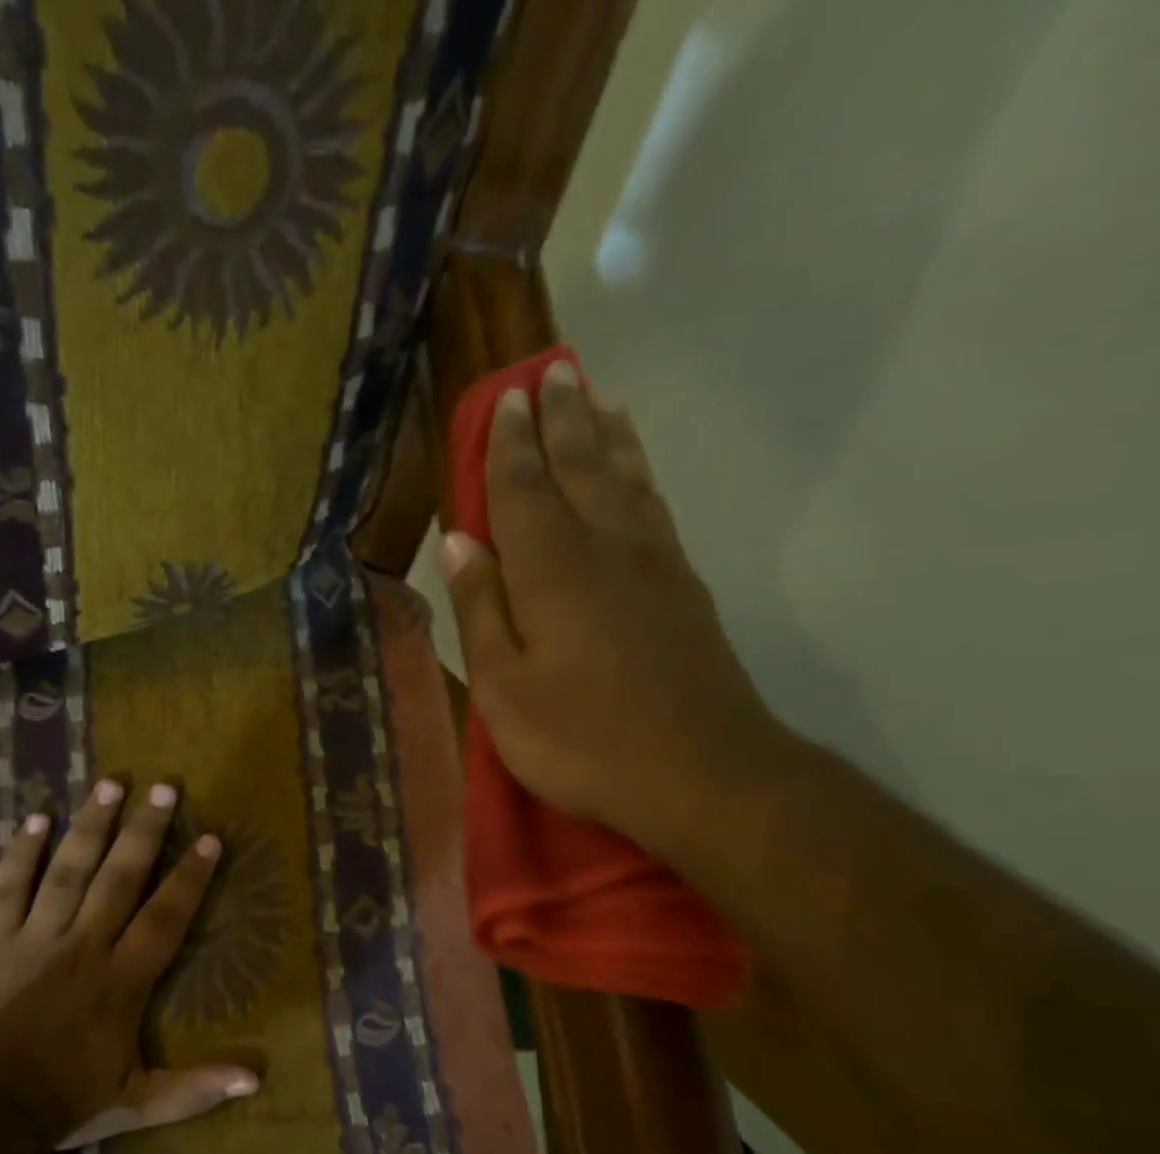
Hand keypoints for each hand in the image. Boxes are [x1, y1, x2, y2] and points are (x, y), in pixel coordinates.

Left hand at [0, 779, 257, 1148]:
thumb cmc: (63, 1105)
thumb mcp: (137, 1104)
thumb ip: (194, 1088)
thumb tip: (255, 1078)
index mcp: (121, 980)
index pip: (165, 917)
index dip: (190, 877)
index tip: (210, 839)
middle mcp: (83, 946)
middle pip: (120, 877)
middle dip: (145, 830)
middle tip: (164, 787)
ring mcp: (34, 938)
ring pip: (68, 870)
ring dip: (91, 825)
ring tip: (110, 783)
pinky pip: (8, 888)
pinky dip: (22, 853)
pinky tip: (37, 818)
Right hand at [440, 358, 790, 856]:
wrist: (701, 774)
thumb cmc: (582, 740)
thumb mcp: (504, 689)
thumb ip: (481, 610)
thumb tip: (458, 543)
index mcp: (551, 571)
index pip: (522, 490)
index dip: (510, 445)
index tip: (507, 399)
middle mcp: (605, 548)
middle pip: (580, 467)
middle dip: (561, 420)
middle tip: (553, 373)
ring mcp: (654, 564)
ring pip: (625, 478)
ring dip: (606, 434)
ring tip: (596, 396)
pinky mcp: (684, 587)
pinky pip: (656, 506)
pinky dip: (640, 472)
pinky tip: (634, 468)